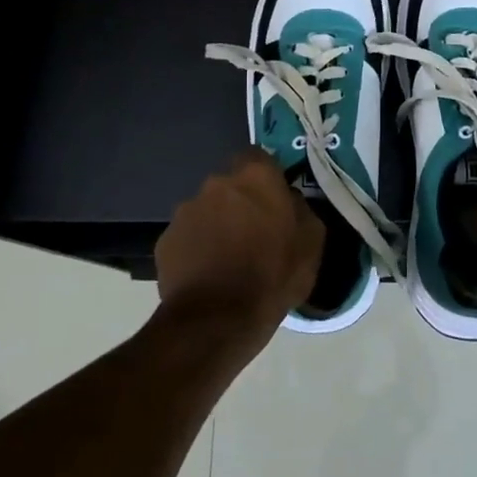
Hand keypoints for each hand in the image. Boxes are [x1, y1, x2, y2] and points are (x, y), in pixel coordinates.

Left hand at [155, 148, 322, 337]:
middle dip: (240, 203)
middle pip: (230, 185)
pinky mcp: (165, 240)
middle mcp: (216, 183)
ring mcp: (186, 211)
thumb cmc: (273, 276)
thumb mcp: (311, 243)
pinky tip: (207, 275)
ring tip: (228, 260)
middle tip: (253, 234)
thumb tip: (291, 202)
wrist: (217, 320)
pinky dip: (196, 249)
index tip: (273, 199)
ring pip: (207, 211)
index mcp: (255, 177)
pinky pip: (187, 237)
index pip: (258, 156)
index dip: (265, 176)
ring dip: (217, 226)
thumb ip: (302, 210)